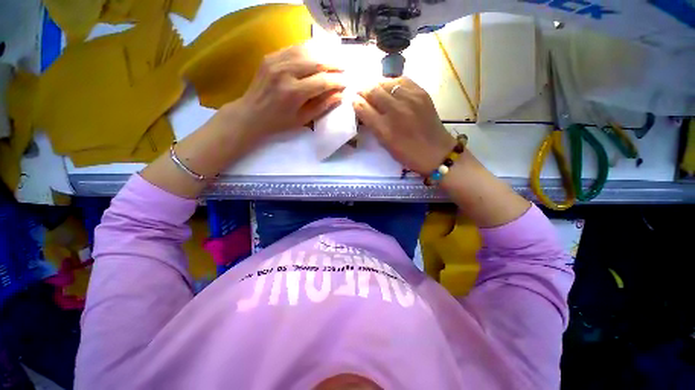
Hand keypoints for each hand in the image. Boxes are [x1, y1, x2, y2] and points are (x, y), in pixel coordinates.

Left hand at [230, 45, 345, 142]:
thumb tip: (340, 95)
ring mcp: (276, 61)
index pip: (322, 82)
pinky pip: (294, 48)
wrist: (251, 113)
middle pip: (316, 62)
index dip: (337, 81)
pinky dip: (308, 49)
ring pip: (306, 51)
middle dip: (333, 64)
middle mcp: (285, 72)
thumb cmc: (279, 122)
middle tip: (345, 68)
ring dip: (323, 54)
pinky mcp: (270, 56)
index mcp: (293, 92)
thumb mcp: (303, 119)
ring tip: (335, 59)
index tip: (347, 82)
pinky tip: (318, 53)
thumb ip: (322, 106)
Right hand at [353, 77, 455, 175]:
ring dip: (377, 85)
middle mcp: (396, 111)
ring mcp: (410, 99)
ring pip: (386, 82)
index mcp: (385, 129)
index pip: (363, 108)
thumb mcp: (386, 144)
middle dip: (364, 90)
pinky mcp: (421, 93)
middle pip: (373, 91)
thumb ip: (373, 126)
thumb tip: (363, 109)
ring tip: (375, 90)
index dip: (356, 102)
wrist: (436, 152)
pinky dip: (392, 82)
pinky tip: (391, 88)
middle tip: (361, 93)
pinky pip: (402, 80)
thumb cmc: (407, 154)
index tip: (353, 101)